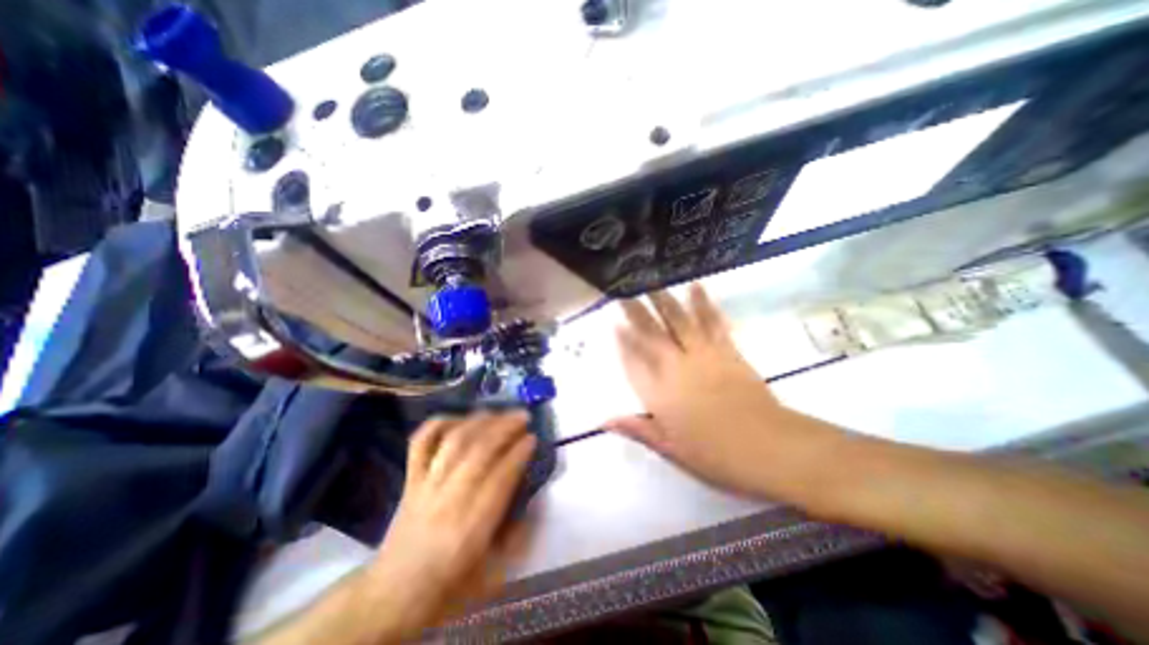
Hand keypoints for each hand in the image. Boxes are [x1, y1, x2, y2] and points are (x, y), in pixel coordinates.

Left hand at [359, 412, 535, 637]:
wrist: (391, 596)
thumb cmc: (448, 586)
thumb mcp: (492, 575)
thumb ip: (517, 535)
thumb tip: (533, 499)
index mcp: (471, 528)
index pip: (499, 478)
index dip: (518, 453)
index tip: (533, 438)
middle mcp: (448, 500)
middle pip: (478, 451)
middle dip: (504, 428)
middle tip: (523, 416)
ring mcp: (425, 485)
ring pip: (453, 441)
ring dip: (480, 421)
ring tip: (499, 412)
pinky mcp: (410, 479)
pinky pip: (420, 443)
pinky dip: (439, 424)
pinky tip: (459, 418)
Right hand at [604, 282, 822, 499]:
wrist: (766, 446)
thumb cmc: (714, 453)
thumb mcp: (670, 448)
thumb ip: (637, 429)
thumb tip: (604, 421)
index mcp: (659, 393)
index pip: (634, 362)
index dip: (623, 342)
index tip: (613, 324)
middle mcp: (675, 367)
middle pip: (651, 335)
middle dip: (635, 313)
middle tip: (624, 294)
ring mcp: (701, 355)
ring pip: (677, 321)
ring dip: (663, 301)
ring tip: (651, 283)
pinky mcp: (725, 349)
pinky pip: (711, 322)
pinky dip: (702, 303)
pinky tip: (695, 286)